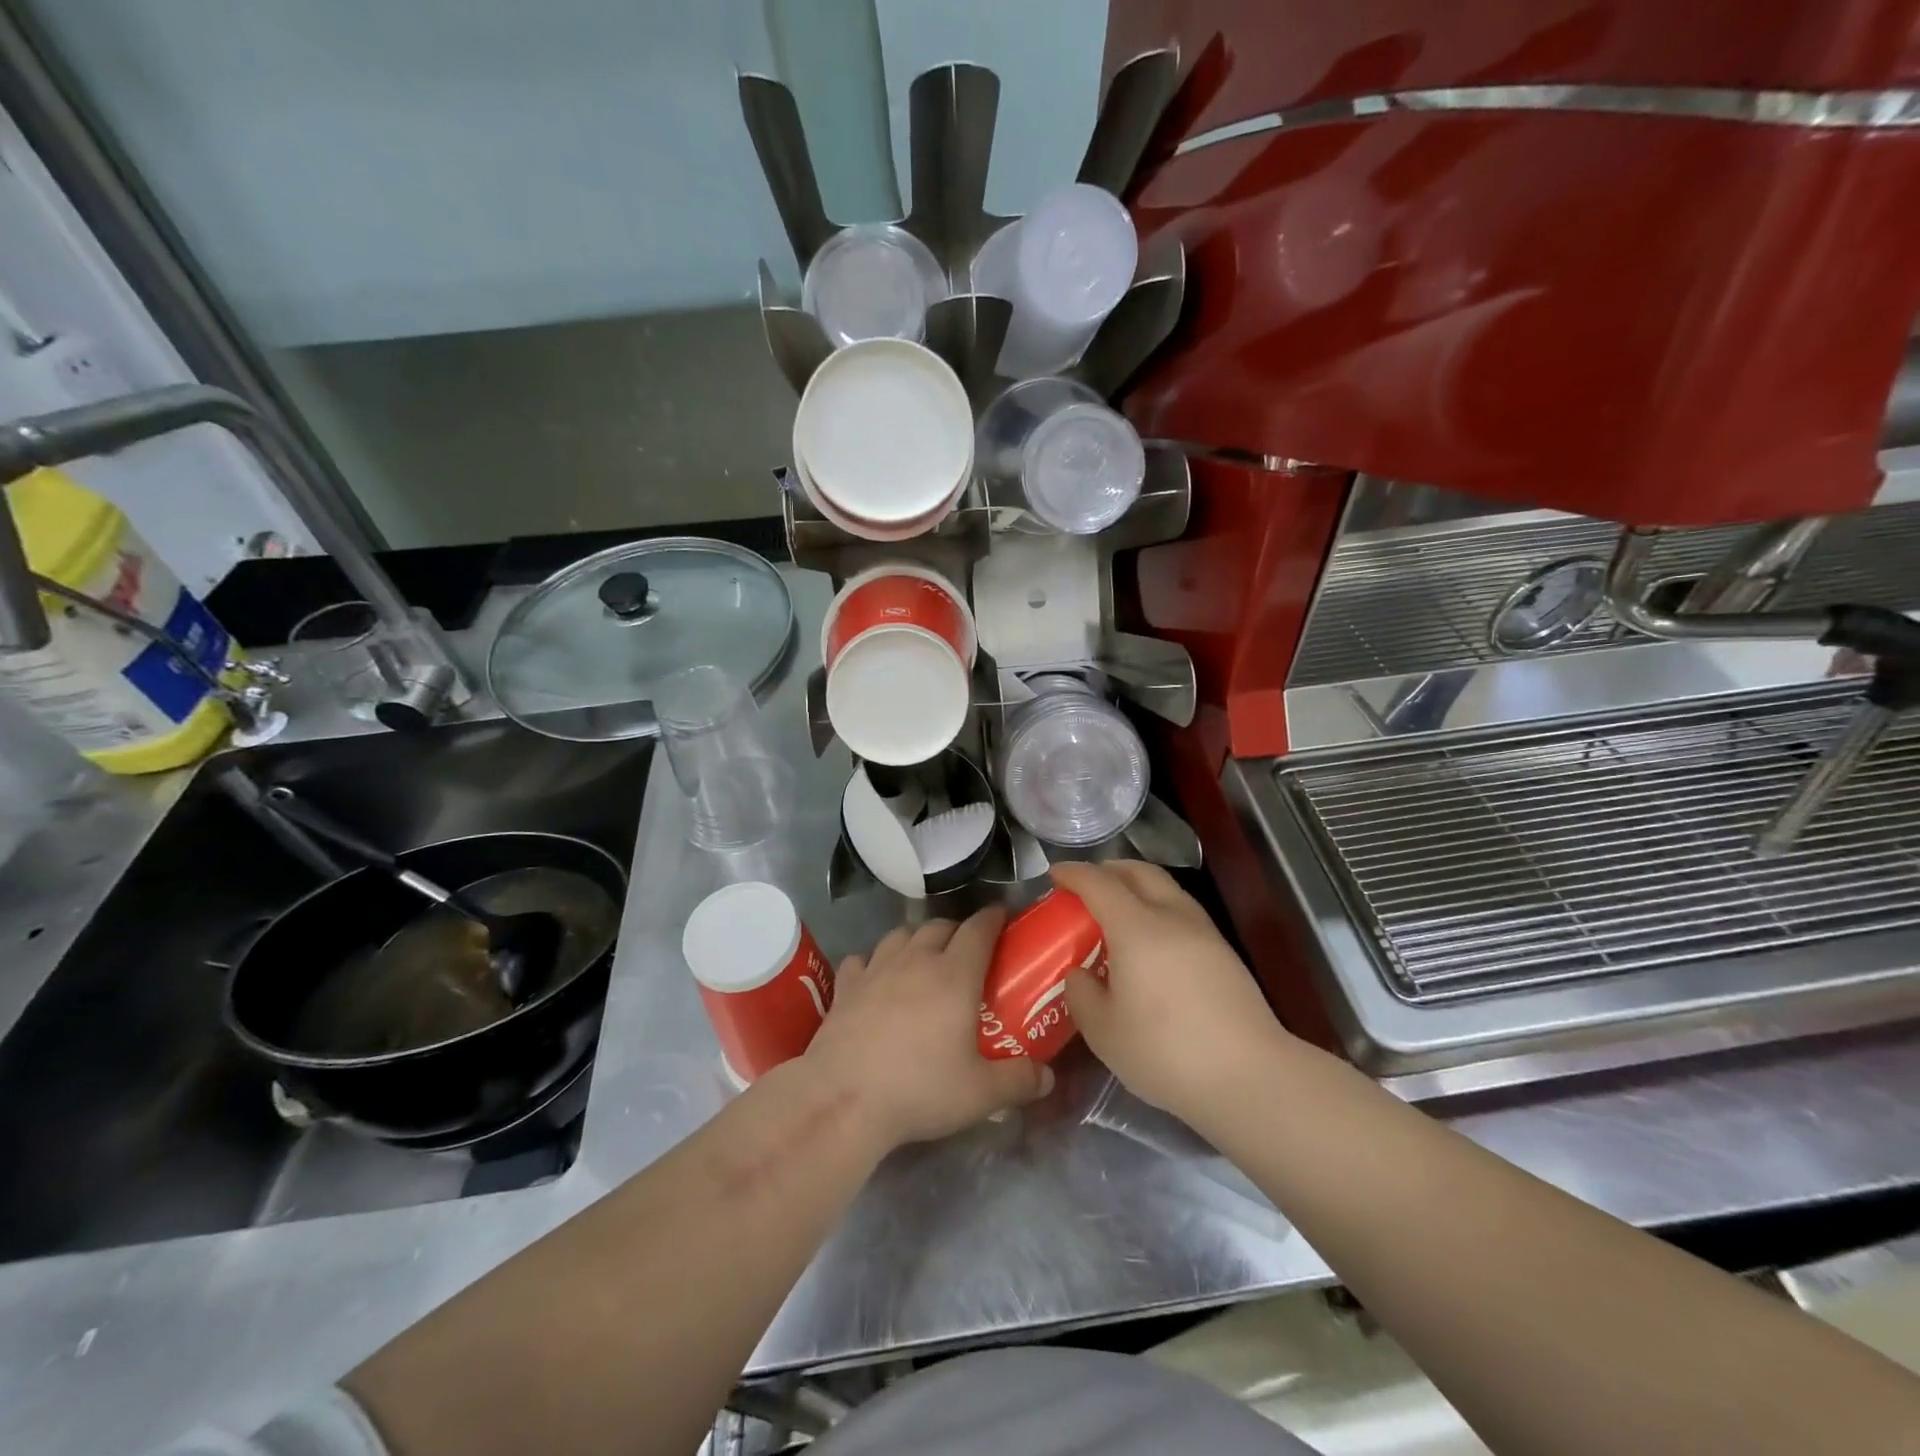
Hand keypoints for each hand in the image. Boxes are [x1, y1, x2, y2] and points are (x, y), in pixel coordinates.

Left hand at [801, 909, 1052, 1149]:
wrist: (843, 1099)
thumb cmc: (919, 1090)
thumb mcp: (980, 1094)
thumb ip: (1019, 1081)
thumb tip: (1048, 1076)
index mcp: (954, 975)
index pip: (979, 929)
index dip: (994, 918)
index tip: (1004, 916)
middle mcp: (915, 960)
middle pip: (939, 926)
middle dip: (957, 929)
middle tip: (968, 949)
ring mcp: (876, 969)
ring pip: (901, 934)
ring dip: (917, 938)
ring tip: (924, 957)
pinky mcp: (845, 986)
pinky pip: (862, 958)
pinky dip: (874, 961)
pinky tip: (876, 977)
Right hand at [1053, 860, 1293, 1126]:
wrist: (1250, 1077)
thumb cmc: (1166, 1051)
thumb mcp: (1104, 1031)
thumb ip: (1081, 994)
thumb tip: (1080, 974)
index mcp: (1136, 927)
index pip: (1099, 883)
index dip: (1073, 873)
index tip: (1055, 874)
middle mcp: (1172, 916)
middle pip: (1138, 872)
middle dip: (1108, 869)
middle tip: (1086, 886)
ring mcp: (1204, 932)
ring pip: (1165, 888)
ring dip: (1136, 887)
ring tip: (1117, 912)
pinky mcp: (1224, 952)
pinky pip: (1181, 910)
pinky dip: (1157, 908)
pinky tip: (1149, 941)